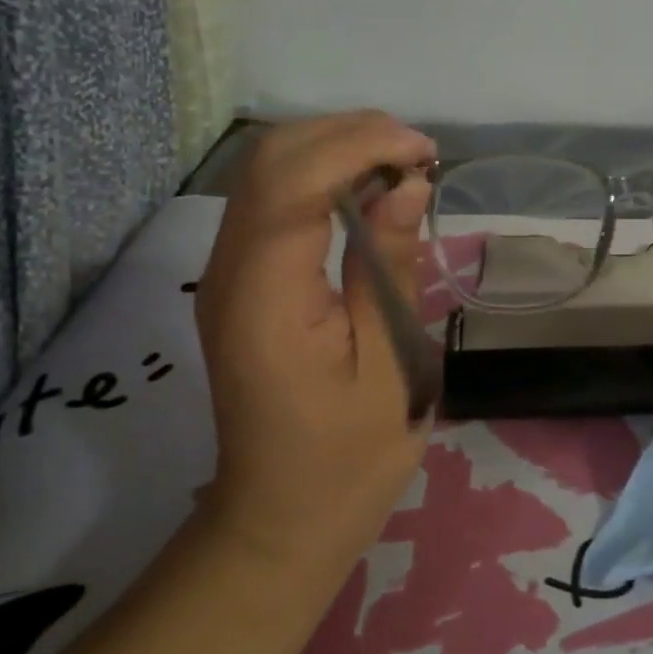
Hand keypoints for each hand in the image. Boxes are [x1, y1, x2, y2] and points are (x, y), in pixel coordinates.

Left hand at [192, 112, 436, 583]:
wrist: (279, 519)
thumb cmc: (347, 459)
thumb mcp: (390, 366)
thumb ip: (390, 266)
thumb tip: (408, 183)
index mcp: (265, 297)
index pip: (293, 180)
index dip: (360, 145)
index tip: (426, 153)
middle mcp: (229, 270)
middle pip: (271, 159)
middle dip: (348, 134)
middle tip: (419, 156)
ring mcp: (226, 272)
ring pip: (268, 170)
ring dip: (336, 149)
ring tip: (402, 167)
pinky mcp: (239, 279)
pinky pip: (273, 201)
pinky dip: (323, 177)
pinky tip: (368, 194)